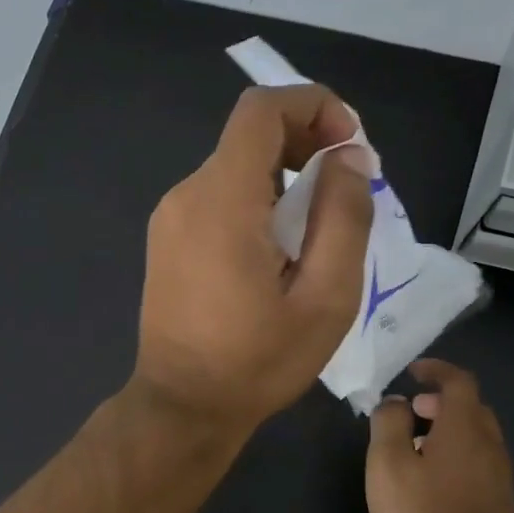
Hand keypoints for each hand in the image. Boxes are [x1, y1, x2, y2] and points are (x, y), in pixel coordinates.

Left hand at [132, 84, 373, 433]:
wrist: (183, 406)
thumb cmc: (257, 361)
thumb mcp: (326, 297)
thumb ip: (344, 217)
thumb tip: (348, 157)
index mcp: (221, 200)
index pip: (261, 110)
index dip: (313, 106)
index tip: (348, 145)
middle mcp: (185, 196)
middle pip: (248, 137)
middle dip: (304, 145)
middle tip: (345, 192)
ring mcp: (168, 219)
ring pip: (234, 169)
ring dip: (283, 180)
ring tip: (315, 233)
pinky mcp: (165, 241)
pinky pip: (216, 199)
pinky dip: (254, 203)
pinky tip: (276, 253)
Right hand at [366, 360, 513, 512]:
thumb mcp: (387, 463)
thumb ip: (389, 423)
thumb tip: (395, 402)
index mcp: (464, 428)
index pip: (459, 381)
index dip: (437, 370)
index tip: (414, 372)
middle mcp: (490, 444)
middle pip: (471, 407)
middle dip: (441, 401)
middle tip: (411, 412)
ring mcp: (500, 474)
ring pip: (477, 435)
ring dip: (449, 428)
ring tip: (417, 447)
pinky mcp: (501, 499)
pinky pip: (480, 459)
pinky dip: (458, 452)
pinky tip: (434, 477)